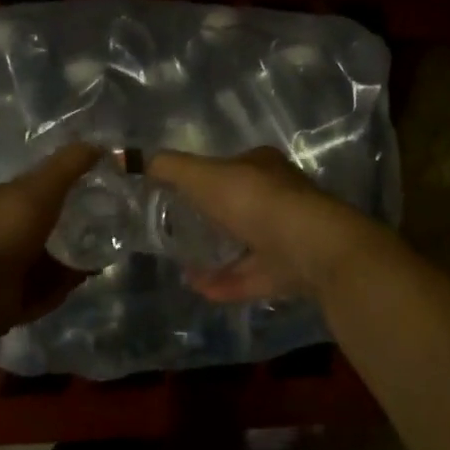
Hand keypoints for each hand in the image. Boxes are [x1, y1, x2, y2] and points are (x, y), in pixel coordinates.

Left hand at [0, 143, 100, 345]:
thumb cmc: (0, 233)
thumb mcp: (38, 190)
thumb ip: (68, 166)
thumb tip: (100, 145)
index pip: (34, 187)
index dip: (65, 184)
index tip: (98, 188)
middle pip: (42, 224)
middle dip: (73, 225)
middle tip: (108, 224)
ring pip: (44, 258)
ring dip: (71, 257)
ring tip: (104, 253)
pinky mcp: (6, 300)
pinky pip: (42, 289)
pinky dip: (61, 286)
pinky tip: (84, 279)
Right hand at [148, 148, 385, 302]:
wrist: (311, 248)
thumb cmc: (255, 201)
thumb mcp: (203, 176)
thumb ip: (170, 168)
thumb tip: (138, 160)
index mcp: (263, 167)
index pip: (230, 167)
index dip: (204, 178)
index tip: (175, 195)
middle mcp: (279, 197)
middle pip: (238, 207)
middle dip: (210, 219)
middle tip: (176, 233)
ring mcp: (287, 236)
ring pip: (245, 245)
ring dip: (215, 255)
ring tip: (182, 266)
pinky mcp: (290, 271)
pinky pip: (251, 277)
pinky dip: (225, 283)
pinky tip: (198, 288)